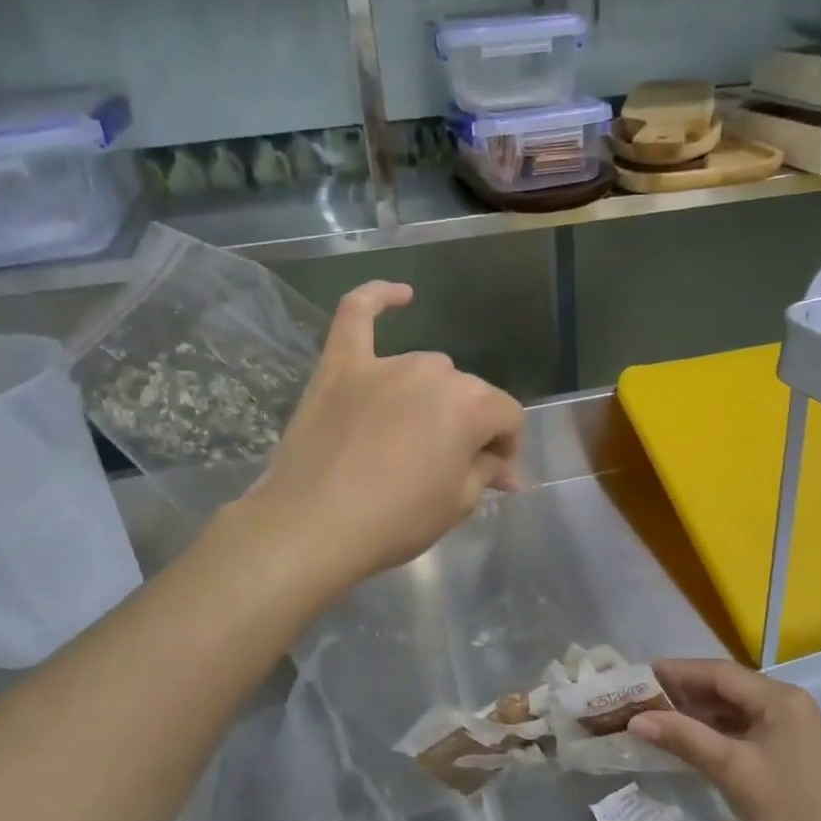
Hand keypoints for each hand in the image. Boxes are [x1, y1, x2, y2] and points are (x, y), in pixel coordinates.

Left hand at [248, 281, 523, 590]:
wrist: (313, 526)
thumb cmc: (396, 520)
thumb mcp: (459, 504)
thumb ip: (488, 471)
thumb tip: (505, 467)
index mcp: (472, 405)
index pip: (507, 415)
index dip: (505, 446)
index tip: (492, 474)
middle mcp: (434, 372)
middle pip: (468, 393)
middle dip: (470, 426)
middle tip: (452, 466)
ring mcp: (384, 364)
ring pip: (426, 370)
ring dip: (432, 398)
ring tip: (415, 436)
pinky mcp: (340, 366)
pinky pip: (357, 316)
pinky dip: (378, 298)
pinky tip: (401, 294)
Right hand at [631, 659, 820, 820]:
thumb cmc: (791, 812)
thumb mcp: (733, 771)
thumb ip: (685, 739)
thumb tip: (636, 719)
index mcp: (779, 698)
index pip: (719, 672)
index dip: (677, 672)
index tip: (638, 676)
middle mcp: (784, 704)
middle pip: (724, 688)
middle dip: (682, 692)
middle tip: (638, 698)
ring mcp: (785, 730)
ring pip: (730, 710)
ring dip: (694, 713)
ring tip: (652, 718)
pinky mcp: (783, 754)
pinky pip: (739, 732)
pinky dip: (711, 733)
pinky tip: (683, 741)